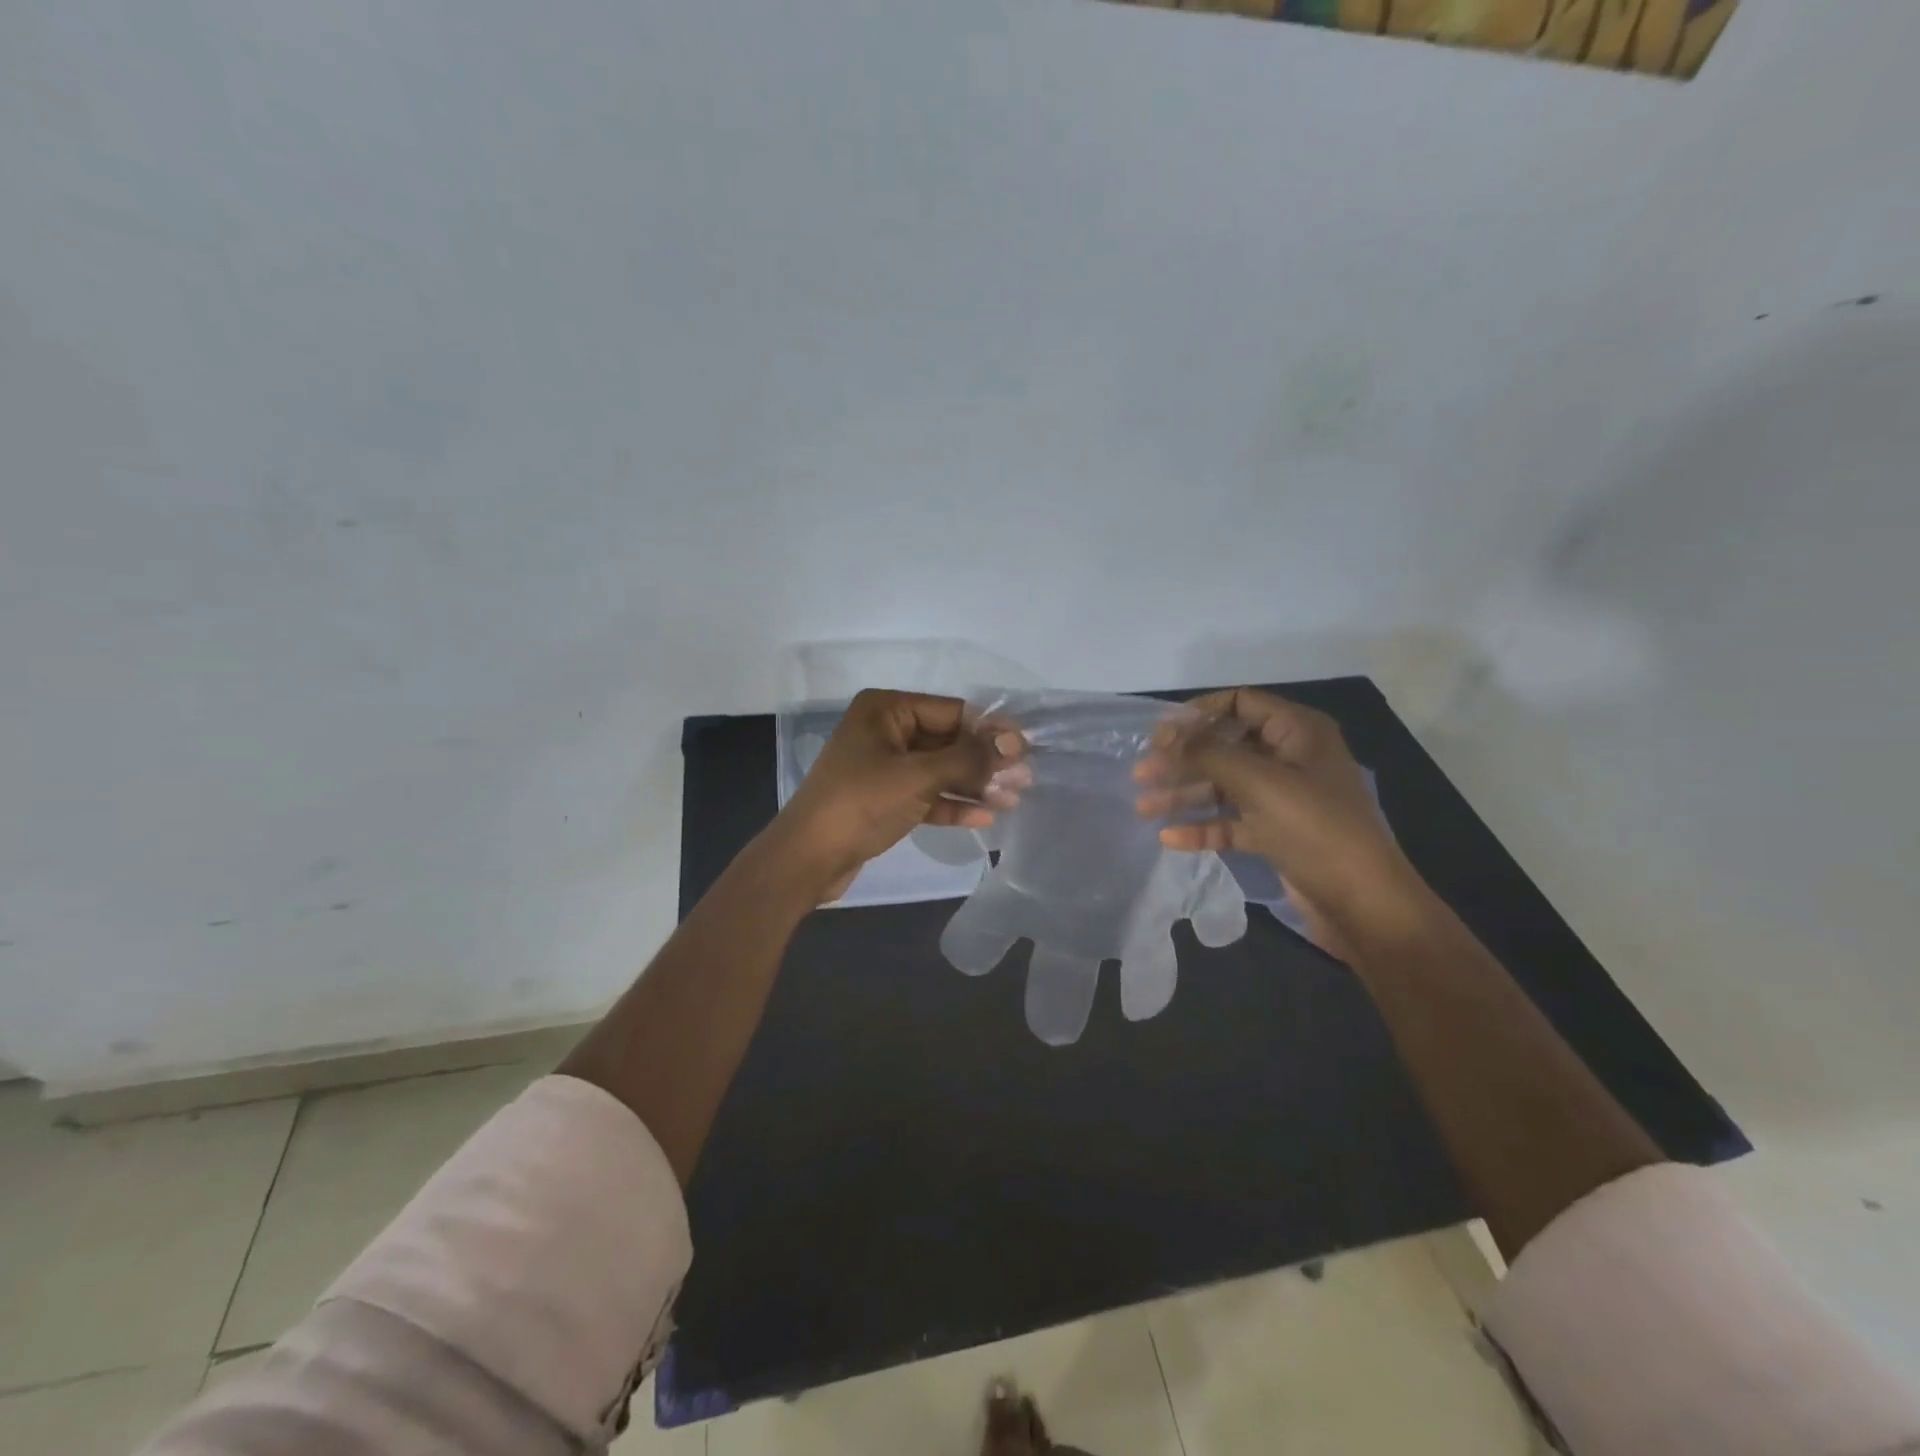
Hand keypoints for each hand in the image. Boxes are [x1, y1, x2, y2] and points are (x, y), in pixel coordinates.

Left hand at [773, 689, 1021, 901]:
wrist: (809, 858)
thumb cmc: (862, 803)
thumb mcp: (919, 776)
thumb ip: (969, 758)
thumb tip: (1015, 743)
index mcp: (886, 709)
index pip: (952, 711)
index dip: (990, 730)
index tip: (1026, 749)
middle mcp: (885, 731)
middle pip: (947, 740)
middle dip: (984, 761)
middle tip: (1025, 778)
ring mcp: (883, 766)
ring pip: (939, 770)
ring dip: (973, 785)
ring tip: (1013, 799)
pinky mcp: (884, 798)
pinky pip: (925, 794)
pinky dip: (951, 804)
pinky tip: (984, 816)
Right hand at [1135, 688, 1427, 956]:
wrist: (1364, 905)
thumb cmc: (1315, 829)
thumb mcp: (1259, 782)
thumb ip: (1208, 754)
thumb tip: (1166, 736)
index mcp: (1298, 732)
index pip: (1240, 703)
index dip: (1197, 714)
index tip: (1159, 734)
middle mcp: (1290, 759)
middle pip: (1225, 747)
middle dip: (1182, 759)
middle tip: (1141, 772)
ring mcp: (1283, 799)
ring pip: (1224, 787)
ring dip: (1184, 794)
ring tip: (1142, 806)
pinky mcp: (1276, 834)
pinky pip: (1231, 822)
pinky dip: (1202, 826)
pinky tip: (1169, 837)